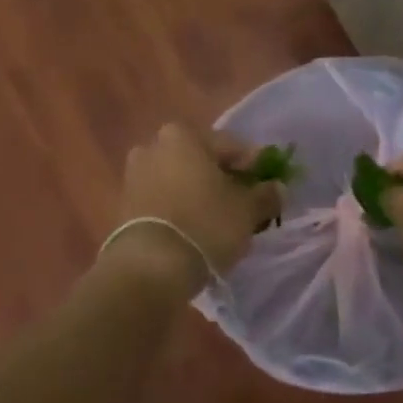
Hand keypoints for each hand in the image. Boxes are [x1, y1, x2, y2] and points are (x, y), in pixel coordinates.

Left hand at [104, 123, 281, 290]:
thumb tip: (277, 188)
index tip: (268, 185)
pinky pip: (162, 199)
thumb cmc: (205, 225)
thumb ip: (265, 195)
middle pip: (200, 160)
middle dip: (222, 178)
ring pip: (180, 180)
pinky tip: (195, 228)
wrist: (150, 266)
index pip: (230, 145)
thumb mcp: (247, 210)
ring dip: (199, 193)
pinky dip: (180, 208)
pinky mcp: (125, 205)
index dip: (253, 165)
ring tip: (219, 219)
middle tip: (244, 202)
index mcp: (183, 136)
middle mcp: (153, 146)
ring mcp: (134, 175)